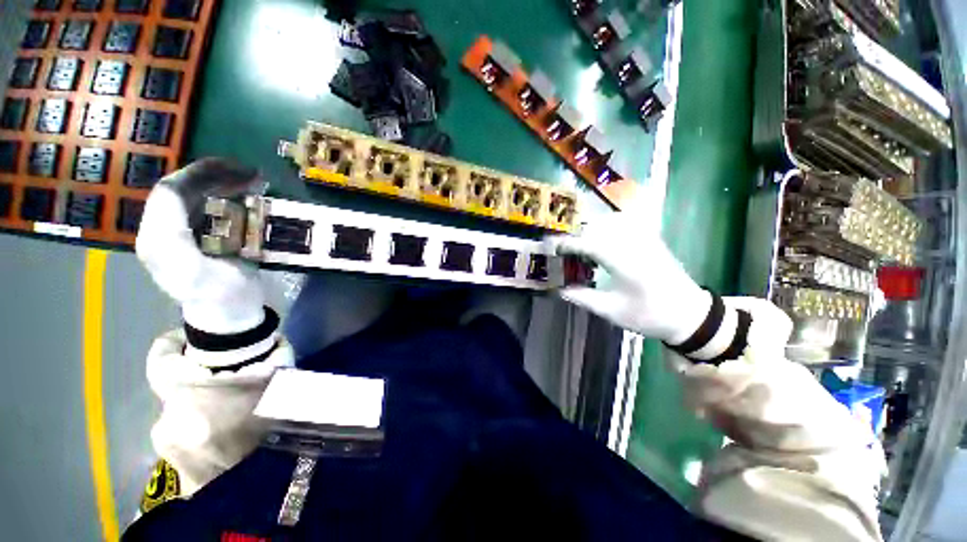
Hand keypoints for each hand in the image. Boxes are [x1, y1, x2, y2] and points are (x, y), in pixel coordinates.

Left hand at [136, 158, 265, 334]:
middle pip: (179, 189)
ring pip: (190, 194)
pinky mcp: (188, 234)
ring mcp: (174, 232)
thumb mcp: (203, 275)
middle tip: (252, 174)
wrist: (229, 315)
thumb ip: (180, 241)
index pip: (171, 193)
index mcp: (159, 240)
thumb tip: (187, 199)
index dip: (202, 174)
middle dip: (214, 175)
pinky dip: (223, 194)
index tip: (241, 170)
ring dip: (220, 182)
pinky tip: (243, 194)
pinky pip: (201, 204)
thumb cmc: (224, 298)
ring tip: (251, 181)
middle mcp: (159, 230)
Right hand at [545, 214, 711, 343]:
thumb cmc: (649, 315)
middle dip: (577, 234)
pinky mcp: (652, 239)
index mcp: (623, 263)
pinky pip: (626, 223)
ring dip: (592, 228)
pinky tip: (603, 238)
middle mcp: (634, 245)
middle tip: (564, 247)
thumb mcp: (611, 311)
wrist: (689, 315)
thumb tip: (559, 289)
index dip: (568, 244)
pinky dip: (608, 226)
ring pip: (612, 221)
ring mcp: (645, 239)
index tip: (553, 248)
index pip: (589, 244)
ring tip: (581, 244)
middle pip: (598, 227)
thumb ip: (583, 298)